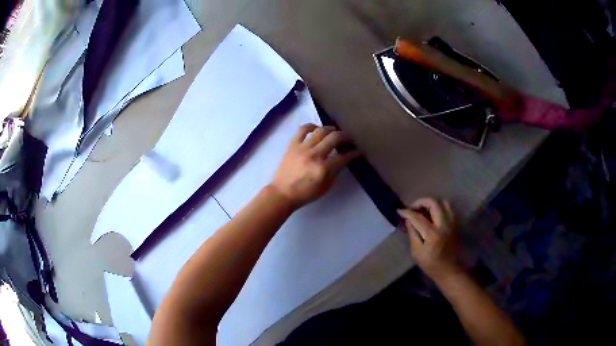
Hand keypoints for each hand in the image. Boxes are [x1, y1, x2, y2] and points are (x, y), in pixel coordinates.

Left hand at [270, 124, 360, 209]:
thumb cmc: (305, 193)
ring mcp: (302, 148)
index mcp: (323, 169)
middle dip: (346, 137)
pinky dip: (311, 126)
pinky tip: (317, 129)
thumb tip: (343, 159)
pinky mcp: (292, 145)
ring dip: (331, 129)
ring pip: (321, 131)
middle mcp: (314, 155)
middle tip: (349, 139)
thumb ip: (336, 172)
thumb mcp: (326, 187)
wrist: (282, 193)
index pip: (344, 157)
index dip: (354, 153)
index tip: (359, 151)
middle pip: (335, 138)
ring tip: (335, 132)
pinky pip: (302, 129)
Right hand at [398, 198, 459, 279]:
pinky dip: (439, 207)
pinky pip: (448, 208)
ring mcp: (451, 223)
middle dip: (420, 202)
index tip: (400, 211)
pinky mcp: (455, 223)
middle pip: (433, 203)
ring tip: (423, 210)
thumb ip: (412, 234)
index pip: (417, 217)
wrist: (448, 269)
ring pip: (443, 202)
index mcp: (432, 235)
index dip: (407, 212)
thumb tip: (408, 219)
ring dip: (431, 203)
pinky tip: (432, 215)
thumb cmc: (430, 264)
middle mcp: (444, 225)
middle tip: (412, 208)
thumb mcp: (416, 252)